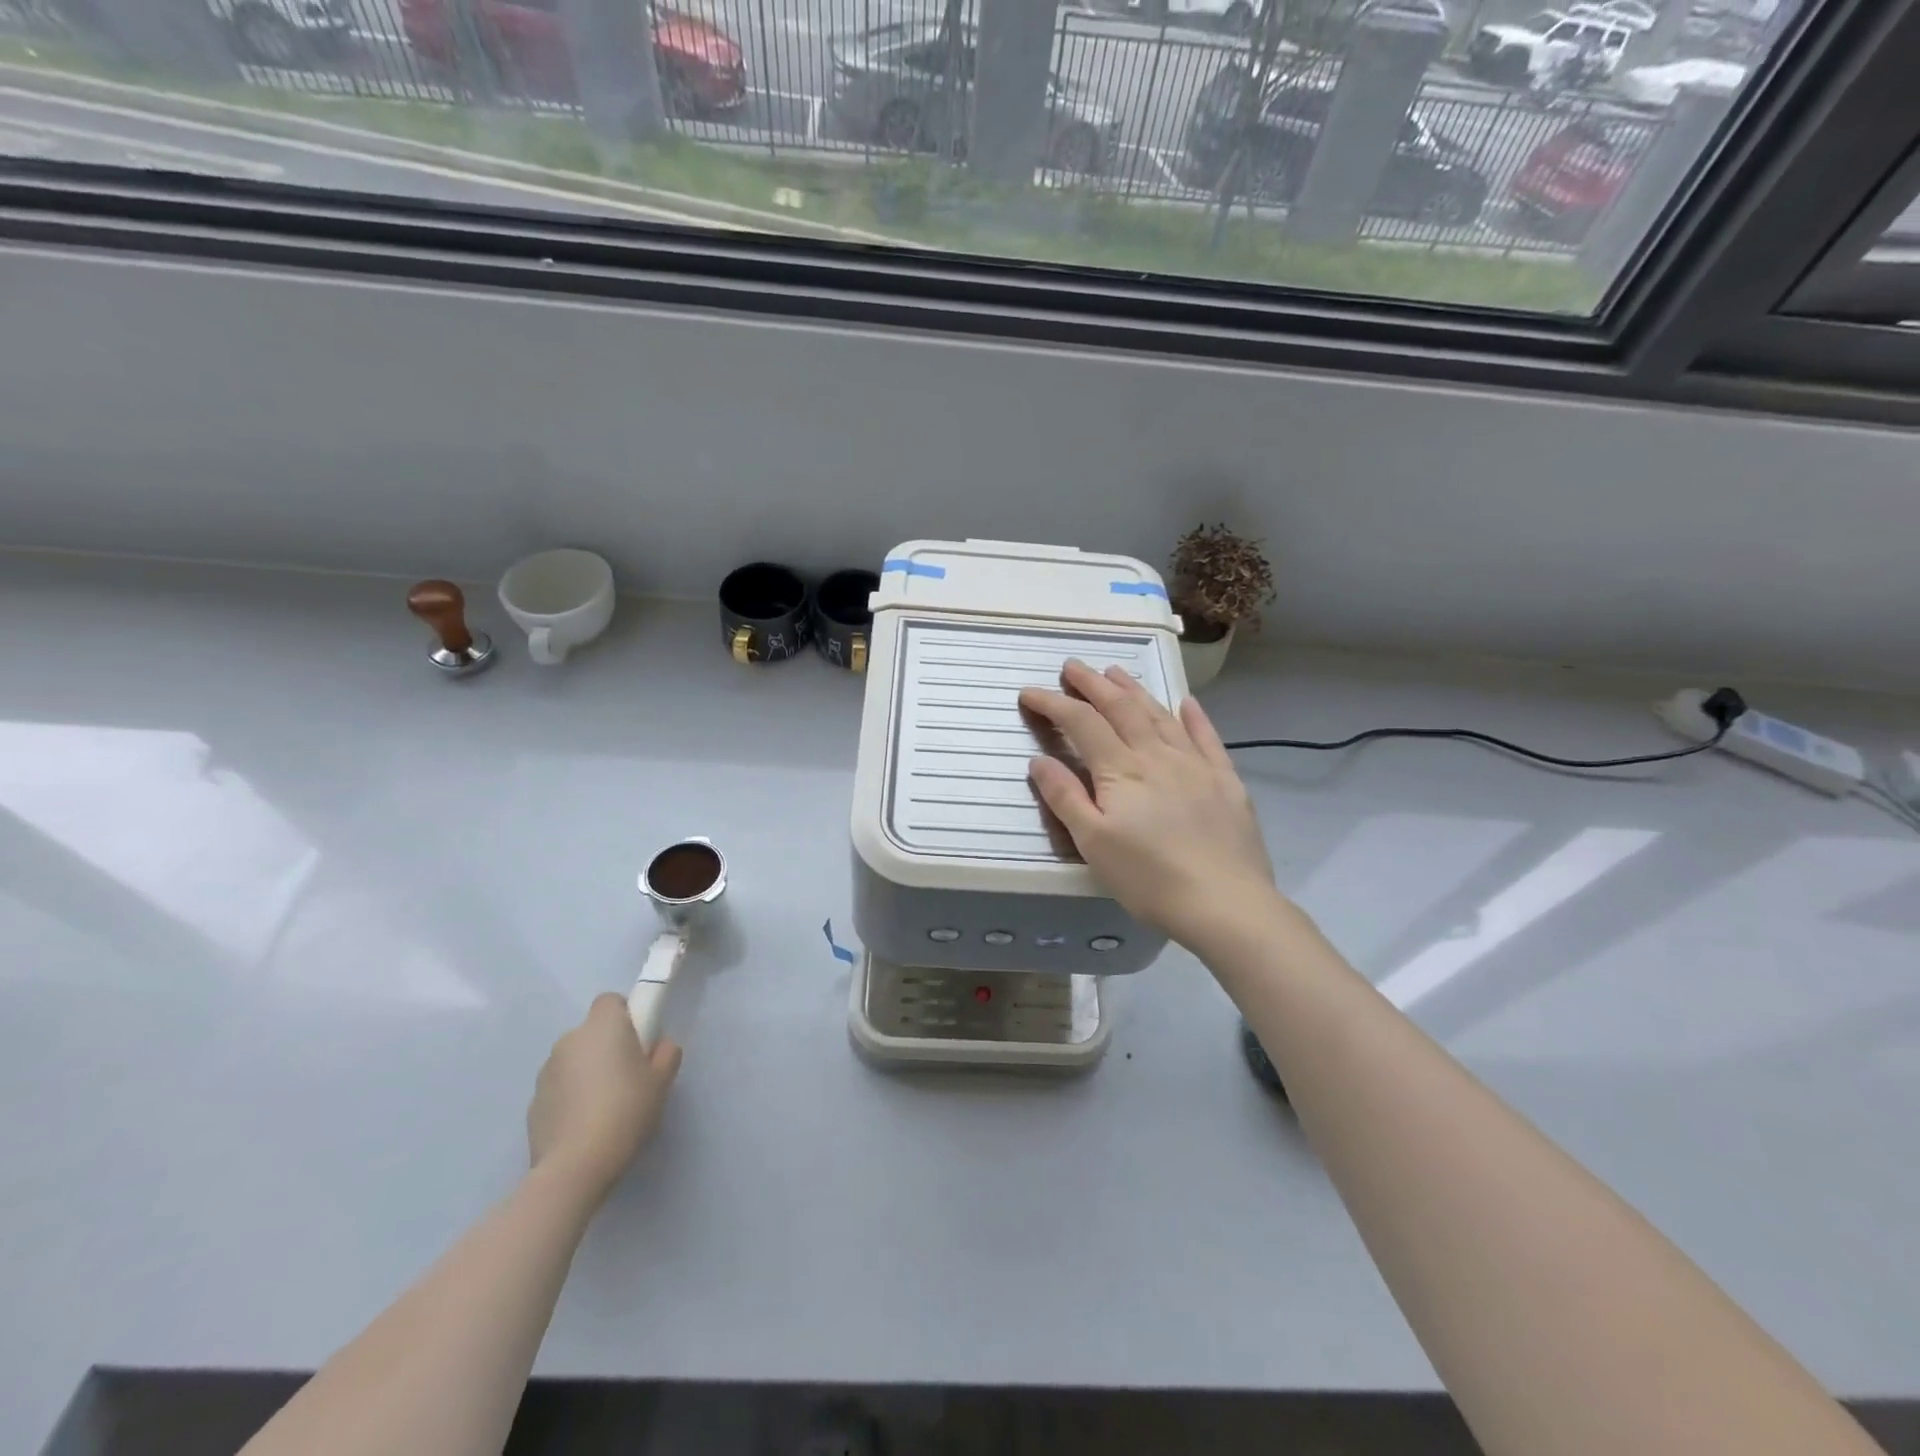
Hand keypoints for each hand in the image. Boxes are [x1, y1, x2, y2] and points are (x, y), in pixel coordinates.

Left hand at [527, 994, 680, 1206]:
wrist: (576, 1165)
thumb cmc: (626, 1110)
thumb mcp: (663, 1080)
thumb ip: (666, 1053)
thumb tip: (659, 1046)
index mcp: (602, 1026)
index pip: (610, 1001)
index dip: (626, 1015)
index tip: (639, 1040)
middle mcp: (570, 1040)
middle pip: (592, 1032)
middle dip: (607, 1046)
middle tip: (629, 1075)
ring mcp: (546, 1072)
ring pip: (574, 1060)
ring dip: (587, 1071)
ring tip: (605, 1106)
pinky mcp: (533, 1102)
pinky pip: (560, 1087)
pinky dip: (571, 1097)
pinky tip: (585, 1125)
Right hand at [1019, 660, 1284, 955]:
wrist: (1226, 904)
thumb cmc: (1149, 879)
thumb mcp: (1094, 843)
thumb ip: (1066, 797)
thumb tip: (1040, 760)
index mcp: (1121, 770)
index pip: (1081, 724)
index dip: (1054, 704)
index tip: (1030, 692)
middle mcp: (1157, 755)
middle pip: (1121, 708)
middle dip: (1092, 684)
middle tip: (1072, 667)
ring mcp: (1196, 764)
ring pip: (1160, 715)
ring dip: (1135, 690)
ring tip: (1116, 672)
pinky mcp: (1225, 780)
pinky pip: (1206, 737)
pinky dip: (1194, 716)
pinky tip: (1186, 702)